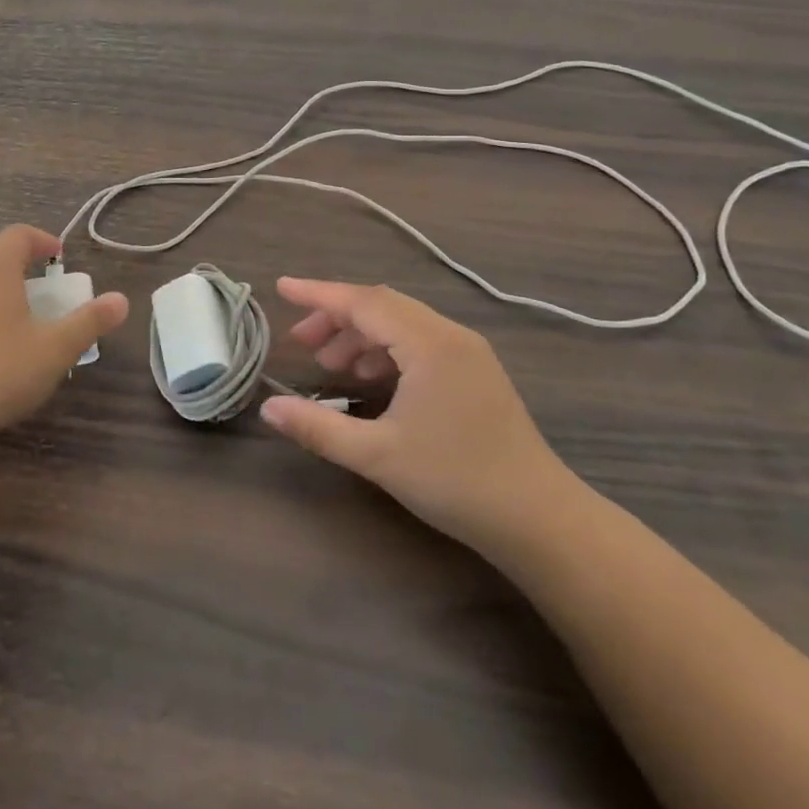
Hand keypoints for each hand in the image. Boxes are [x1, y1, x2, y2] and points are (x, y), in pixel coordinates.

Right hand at [261, 280, 576, 556]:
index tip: (282, 288)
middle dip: (337, 317)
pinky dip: (386, 350)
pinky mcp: (476, 372)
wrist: (539, 520)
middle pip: (382, 306)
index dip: (319, 294)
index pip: (364, 302)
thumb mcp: (378, 456)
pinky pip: (420, 342)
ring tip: (329, 364)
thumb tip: (268, 408)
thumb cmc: (456, 481)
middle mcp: (450, 335)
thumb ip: (318, 427)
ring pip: (402, 324)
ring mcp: (468, 352)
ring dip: (361, 335)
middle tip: (301, 341)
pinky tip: (369, 379)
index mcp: (430, 344)